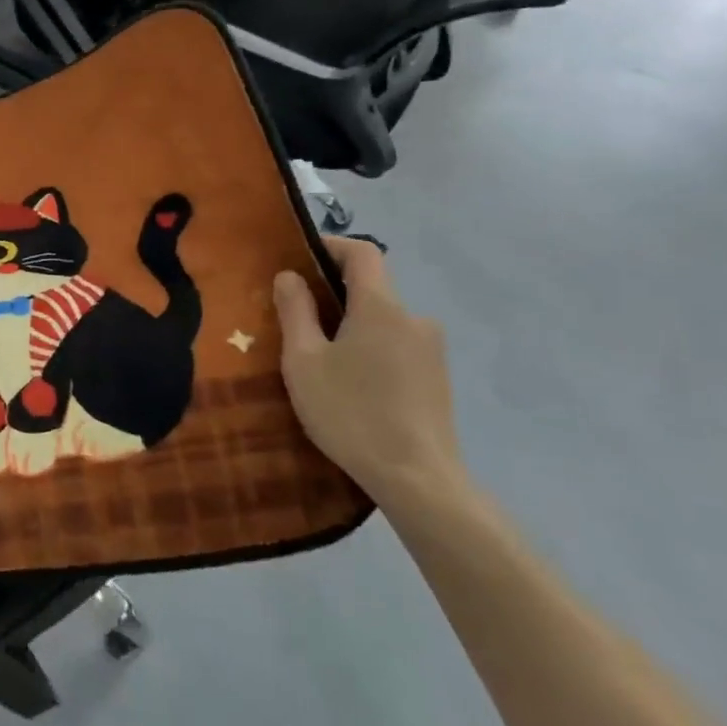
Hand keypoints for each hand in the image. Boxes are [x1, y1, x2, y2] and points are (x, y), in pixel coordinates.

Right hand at [272, 238, 465, 512]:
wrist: (418, 479)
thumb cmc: (351, 412)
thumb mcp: (304, 361)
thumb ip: (295, 311)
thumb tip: (289, 276)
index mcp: (381, 306)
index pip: (362, 252)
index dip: (329, 246)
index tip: (298, 258)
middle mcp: (413, 318)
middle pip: (371, 287)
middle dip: (332, 293)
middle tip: (295, 316)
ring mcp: (431, 350)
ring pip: (382, 320)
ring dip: (351, 325)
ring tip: (319, 357)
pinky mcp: (437, 378)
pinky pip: (396, 346)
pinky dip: (370, 349)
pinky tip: (350, 384)